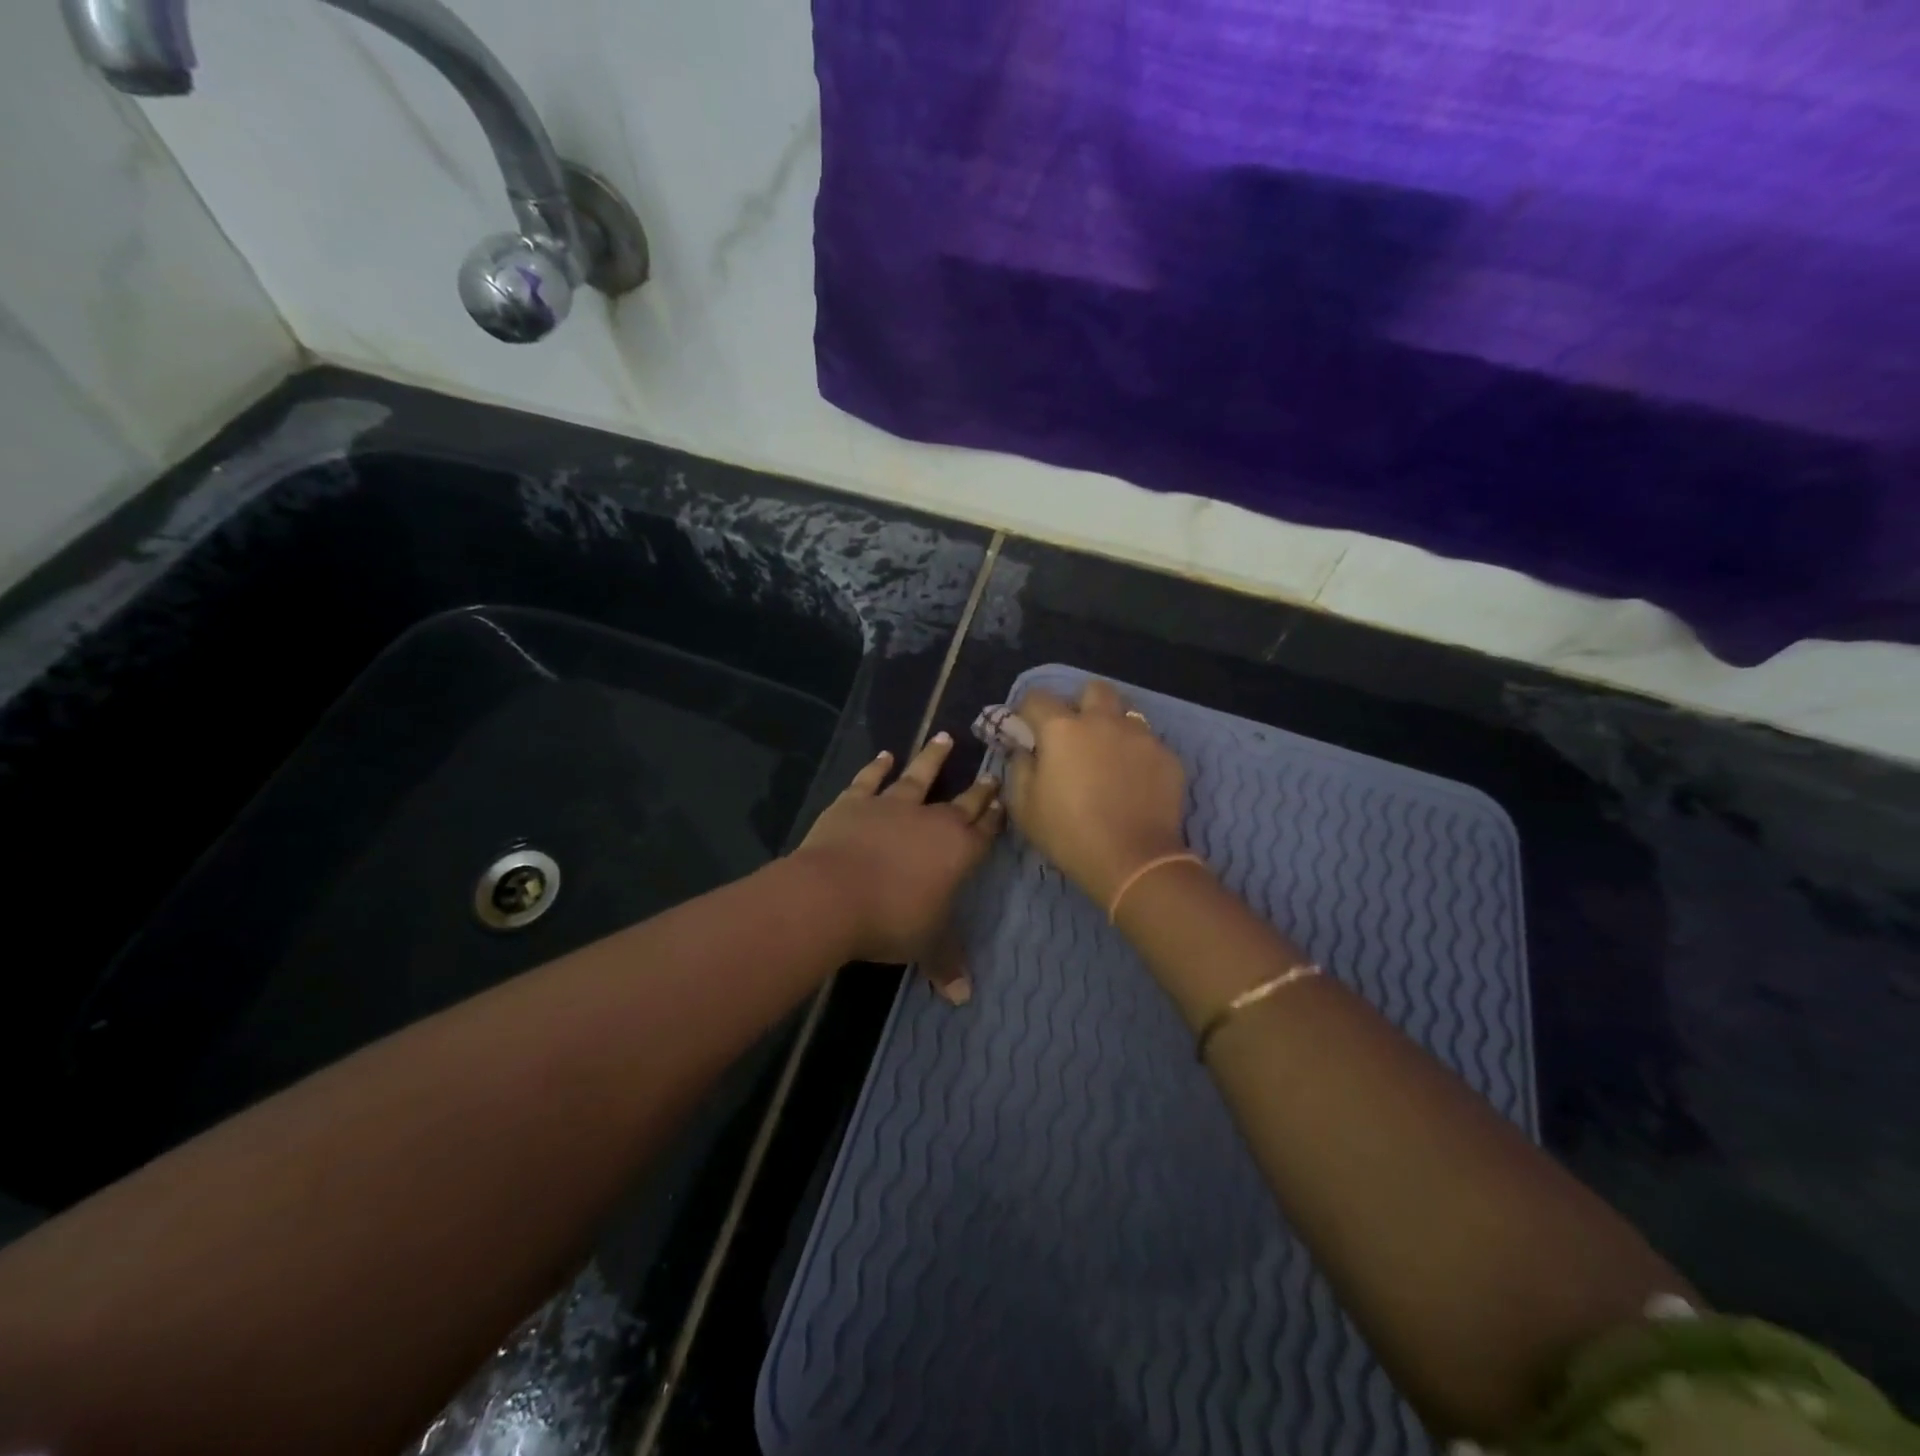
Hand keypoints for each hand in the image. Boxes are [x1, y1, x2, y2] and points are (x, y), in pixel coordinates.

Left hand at [794, 734, 1003, 977]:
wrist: (833, 895)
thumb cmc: (890, 921)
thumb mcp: (925, 946)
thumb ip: (946, 964)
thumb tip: (964, 997)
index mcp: (958, 851)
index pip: (985, 830)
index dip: (996, 816)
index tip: (1004, 798)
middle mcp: (931, 820)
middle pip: (961, 801)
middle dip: (978, 788)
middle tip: (991, 771)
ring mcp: (892, 805)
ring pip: (919, 776)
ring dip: (933, 758)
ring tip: (944, 737)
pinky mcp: (856, 801)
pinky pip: (870, 779)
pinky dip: (877, 767)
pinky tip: (885, 755)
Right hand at [1005, 681, 1188, 905]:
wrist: (1133, 861)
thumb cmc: (1069, 834)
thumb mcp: (1025, 807)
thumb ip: (1019, 768)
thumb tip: (1024, 751)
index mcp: (1062, 729)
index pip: (1037, 697)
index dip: (1027, 710)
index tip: (1026, 728)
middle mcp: (1102, 721)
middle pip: (1093, 689)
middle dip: (1081, 702)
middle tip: (1076, 732)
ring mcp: (1140, 736)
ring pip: (1127, 712)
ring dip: (1113, 724)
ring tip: (1109, 753)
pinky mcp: (1167, 756)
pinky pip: (1149, 742)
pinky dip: (1137, 753)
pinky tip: (1134, 780)